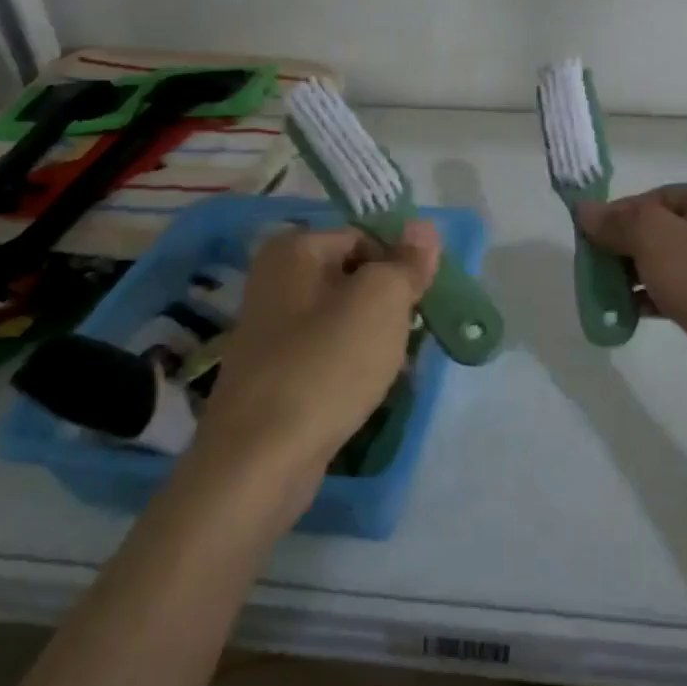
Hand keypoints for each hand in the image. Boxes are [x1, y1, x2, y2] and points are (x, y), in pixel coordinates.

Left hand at [198, 221, 439, 477]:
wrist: (262, 458)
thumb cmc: (327, 364)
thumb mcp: (382, 301)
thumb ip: (407, 261)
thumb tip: (424, 226)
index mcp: (293, 249)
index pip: (365, 237)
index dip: (399, 265)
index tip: (420, 301)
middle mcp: (274, 281)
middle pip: (354, 277)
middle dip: (388, 302)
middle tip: (410, 333)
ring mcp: (270, 330)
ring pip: (343, 318)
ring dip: (374, 336)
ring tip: (392, 363)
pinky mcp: (274, 373)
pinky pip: (326, 353)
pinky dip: (351, 364)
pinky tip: (366, 387)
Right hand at [576, 180, 686, 408]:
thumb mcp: (653, 236)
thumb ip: (617, 221)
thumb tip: (584, 210)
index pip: (655, 197)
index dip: (619, 214)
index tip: (589, 238)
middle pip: (658, 230)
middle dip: (622, 247)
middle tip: (593, 267)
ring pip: (663, 262)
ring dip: (631, 275)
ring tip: (603, 292)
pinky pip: (673, 292)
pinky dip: (648, 298)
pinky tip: (624, 312)